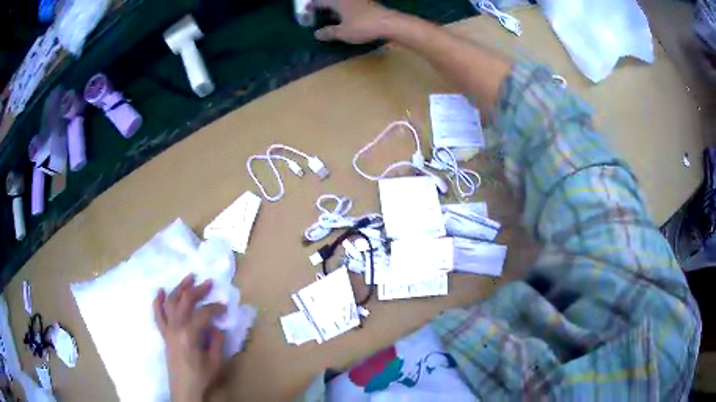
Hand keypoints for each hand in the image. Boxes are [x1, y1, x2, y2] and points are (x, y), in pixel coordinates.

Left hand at [154, 274, 226, 401]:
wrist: (184, 388)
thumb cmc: (201, 377)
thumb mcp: (216, 362)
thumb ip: (217, 342)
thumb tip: (217, 327)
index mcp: (190, 334)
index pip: (203, 313)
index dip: (215, 307)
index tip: (224, 307)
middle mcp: (176, 327)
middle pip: (185, 301)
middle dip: (197, 290)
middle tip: (208, 282)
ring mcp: (168, 329)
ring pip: (171, 302)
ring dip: (179, 288)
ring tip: (188, 278)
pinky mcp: (164, 334)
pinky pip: (158, 314)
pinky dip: (158, 301)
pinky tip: (161, 291)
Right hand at [310, 0, 395, 43]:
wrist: (390, 23)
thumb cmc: (363, 26)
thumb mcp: (343, 32)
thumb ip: (329, 32)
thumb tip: (317, 34)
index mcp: (337, 1)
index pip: (319, 2)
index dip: (311, 7)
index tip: (306, 12)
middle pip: (331, 1)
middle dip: (324, 7)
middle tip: (318, 16)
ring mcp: (359, 0)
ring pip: (342, 3)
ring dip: (335, 9)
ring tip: (330, 18)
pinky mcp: (369, 4)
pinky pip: (352, 5)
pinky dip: (346, 11)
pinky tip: (347, 19)